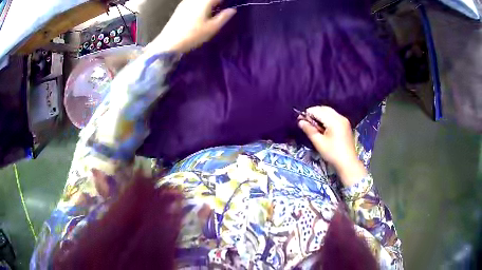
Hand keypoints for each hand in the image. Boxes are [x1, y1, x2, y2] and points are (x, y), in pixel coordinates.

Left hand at [146, 0, 235, 53]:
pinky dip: (201, 4)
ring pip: (200, 0)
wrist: (169, 42)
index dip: (224, 1)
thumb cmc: (192, 35)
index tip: (230, 5)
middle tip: (223, 7)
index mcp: (204, 2)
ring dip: (209, 3)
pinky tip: (202, 11)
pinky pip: (194, 1)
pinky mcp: (180, 8)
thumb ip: (224, 17)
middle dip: (216, 2)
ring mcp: (186, 2)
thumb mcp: (212, 28)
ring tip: (215, 9)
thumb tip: (232, 10)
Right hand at [298, 106, 366, 186]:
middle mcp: (340, 117)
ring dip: (320, 115)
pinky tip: (322, 127)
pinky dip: (326, 118)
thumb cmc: (332, 154)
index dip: (308, 113)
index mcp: (334, 121)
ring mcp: (344, 120)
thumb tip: (300, 122)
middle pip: (324, 109)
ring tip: (313, 125)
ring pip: (329, 112)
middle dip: (314, 113)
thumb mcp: (319, 142)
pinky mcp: (346, 125)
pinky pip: (334, 116)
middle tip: (306, 122)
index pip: (318, 111)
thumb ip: (309, 130)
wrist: (348, 163)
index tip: (300, 120)